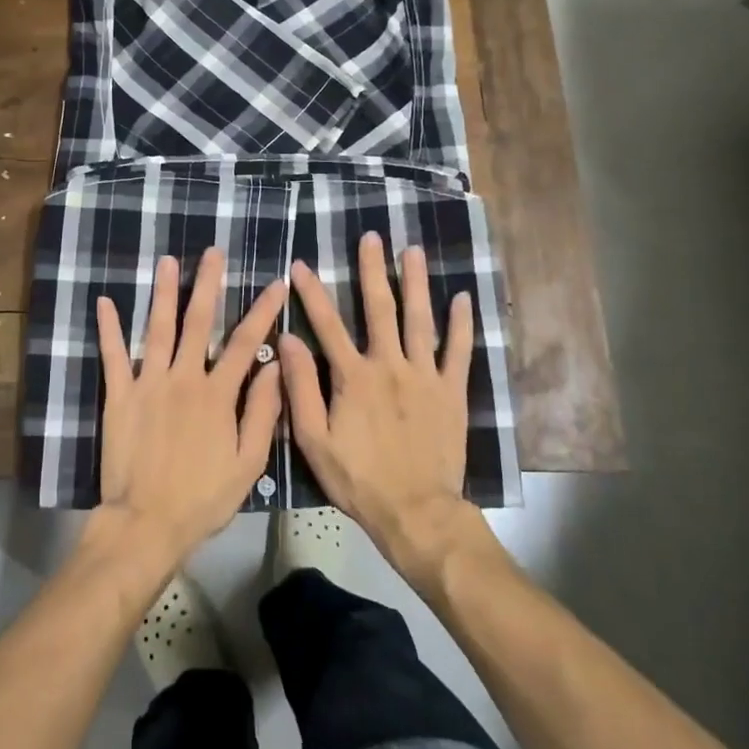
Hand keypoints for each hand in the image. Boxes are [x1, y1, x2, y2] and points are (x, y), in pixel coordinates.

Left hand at [93, 249, 286, 573]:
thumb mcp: (248, 463)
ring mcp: (148, 383)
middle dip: (208, 284)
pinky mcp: (120, 396)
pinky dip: (109, 328)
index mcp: (218, 394)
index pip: (244, 342)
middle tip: (213, 252)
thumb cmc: (203, 497)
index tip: (275, 283)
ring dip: (163, 293)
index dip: (262, 310)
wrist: (147, 522)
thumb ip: (263, 412)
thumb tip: (276, 366)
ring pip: (158, 329)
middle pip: (199, 322)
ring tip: (167, 261)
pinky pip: (114, 356)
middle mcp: (184, 378)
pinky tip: (105, 301)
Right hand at [280, 233, 476, 562]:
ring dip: (415, 283)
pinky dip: (461, 324)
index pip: (327, 325)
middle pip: (379, 309)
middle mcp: (390, 365)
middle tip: (371, 237)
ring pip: (420, 320)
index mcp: (353, 377)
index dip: (312, 293)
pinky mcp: (452, 392)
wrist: (416, 511)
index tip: (302, 265)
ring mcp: (425, 376)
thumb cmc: (358, 478)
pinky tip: (462, 298)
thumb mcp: (314, 439)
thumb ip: (300, 388)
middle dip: (372, 270)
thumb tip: (287, 340)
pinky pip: (458, 352)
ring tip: (413, 251)